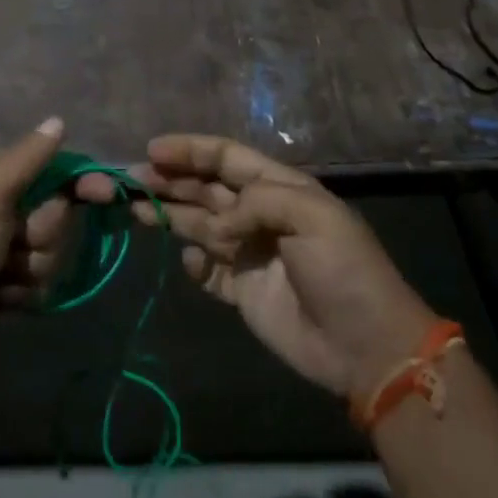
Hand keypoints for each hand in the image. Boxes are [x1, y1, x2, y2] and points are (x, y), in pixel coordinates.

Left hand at [0, 118, 77, 371]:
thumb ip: (28, 157)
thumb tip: (59, 120)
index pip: (49, 165)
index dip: (79, 181)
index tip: (107, 195)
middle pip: (56, 210)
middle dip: (43, 233)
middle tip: (15, 244)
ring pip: (52, 247)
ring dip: (33, 266)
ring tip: (1, 277)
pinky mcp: (4, 282)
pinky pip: (40, 279)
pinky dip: (24, 290)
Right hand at [88, 135, 436, 397]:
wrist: (367, 347)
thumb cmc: (344, 271)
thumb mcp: (311, 216)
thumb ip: (256, 203)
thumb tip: (215, 226)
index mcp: (278, 188)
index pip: (225, 158)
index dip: (189, 150)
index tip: (152, 150)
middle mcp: (257, 215)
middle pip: (204, 188)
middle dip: (169, 180)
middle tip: (130, 179)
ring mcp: (248, 253)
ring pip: (198, 224)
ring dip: (168, 214)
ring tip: (134, 209)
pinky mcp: (241, 290)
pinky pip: (206, 269)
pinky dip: (193, 262)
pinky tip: (191, 261)